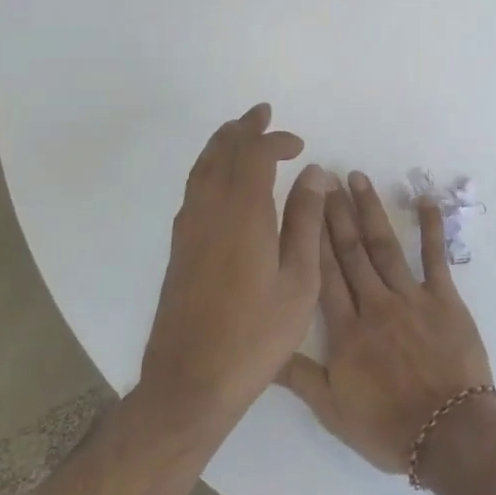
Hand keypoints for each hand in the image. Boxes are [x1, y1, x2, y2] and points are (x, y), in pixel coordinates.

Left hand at [139, 105, 332, 428]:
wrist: (191, 381)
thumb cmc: (256, 334)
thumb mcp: (298, 281)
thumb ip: (306, 222)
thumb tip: (315, 174)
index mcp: (242, 215)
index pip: (255, 156)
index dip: (275, 141)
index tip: (299, 146)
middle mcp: (209, 212)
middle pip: (221, 153)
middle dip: (242, 129)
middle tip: (261, 113)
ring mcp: (188, 230)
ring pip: (201, 169)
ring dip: (221, 145)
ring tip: (238, 132)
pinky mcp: (179, 249)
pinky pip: (193, 189)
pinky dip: (209, 168)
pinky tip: (220, 180)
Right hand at [278, 172, 494, 473]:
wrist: (449, 433)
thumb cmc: (388, 427)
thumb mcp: (332, 411)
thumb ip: (298, 376)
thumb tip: (260, 351)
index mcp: (346, 330)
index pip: (323, 274)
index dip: (312, 237)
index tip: (303, 205)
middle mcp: (375, 304)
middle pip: (351, 252)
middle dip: (337, 213)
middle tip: (326, 178)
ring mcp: (411, 298)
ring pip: (385, 247)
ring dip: (371, 211)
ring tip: (358, 179)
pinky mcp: (444, 298)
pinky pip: (435, 257)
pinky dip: (431, 227)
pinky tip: (425, 200)